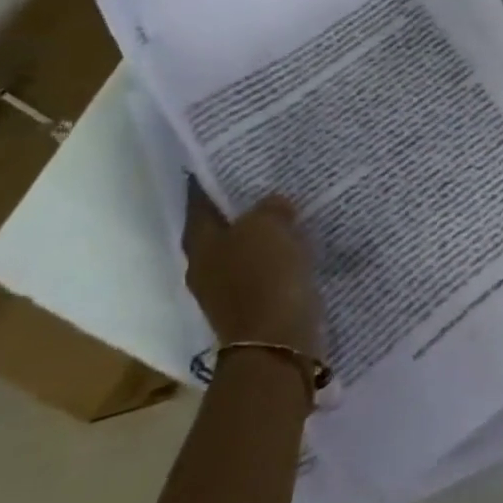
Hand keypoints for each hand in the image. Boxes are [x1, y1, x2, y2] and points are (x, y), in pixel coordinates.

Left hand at [183, 187, 323, 358]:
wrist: (277, 343)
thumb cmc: (263, 278)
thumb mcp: (267, 227)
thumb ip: (269, 208)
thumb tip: (274, 205)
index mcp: (200, 243)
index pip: (201, 200)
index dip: (214, 179)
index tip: (235, 159)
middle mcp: (206, 265)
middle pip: (224, 226)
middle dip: (245, 206)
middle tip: (273, 180)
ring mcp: (229, 288)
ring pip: (248, 248)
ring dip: (267, 232)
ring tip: (295, 209)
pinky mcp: (255, 304)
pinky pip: (268, 269)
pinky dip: (281, 256)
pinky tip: (302, 244)